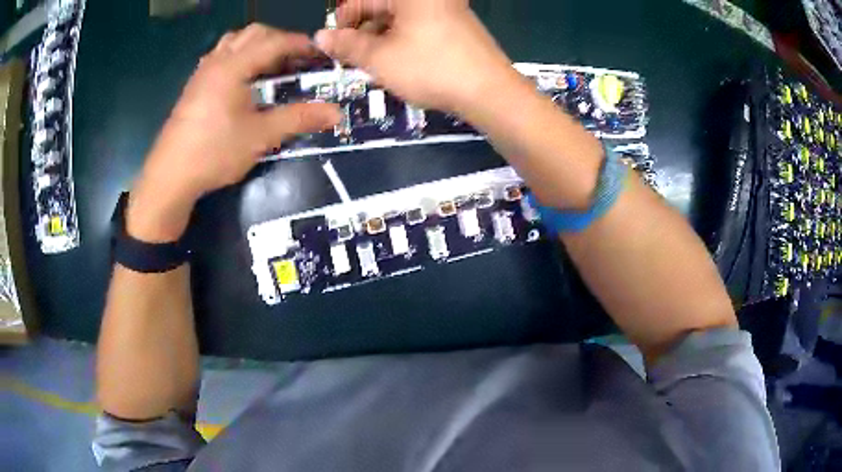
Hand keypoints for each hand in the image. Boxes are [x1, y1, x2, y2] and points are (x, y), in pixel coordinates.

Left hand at [128, 25, 340, 240]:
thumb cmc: (214, 152)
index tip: (321, 53)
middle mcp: (217, 61)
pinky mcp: (194, 86)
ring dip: (257, 45)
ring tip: (270, 66)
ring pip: (234, 42)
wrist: (170, 177)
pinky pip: (220, 56)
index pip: (274, 42)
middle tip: (296, 60)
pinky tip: (243, 79)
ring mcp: (202, 73)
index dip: (301, 44)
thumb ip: (298, 119)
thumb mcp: (260, 136)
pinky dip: (239, 56)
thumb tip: (336, 113)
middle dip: (280, 40)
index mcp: (233, 66)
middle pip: (253, 33)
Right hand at [315, 0, 520, 113]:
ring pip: (399, 19)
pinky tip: (398, 62)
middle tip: (354, 59)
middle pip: (381, 8)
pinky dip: (402, 40)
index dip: (342, 23)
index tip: (333, 46)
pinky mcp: (456, 24)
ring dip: (381, 39)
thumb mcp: (380, 58)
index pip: (361, 1)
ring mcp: (445, 8)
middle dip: (363, 32)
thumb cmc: (431, 69)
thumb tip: (320, 37)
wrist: (490, 91)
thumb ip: (347, 45)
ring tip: (375, 65)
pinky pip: (418, 26)